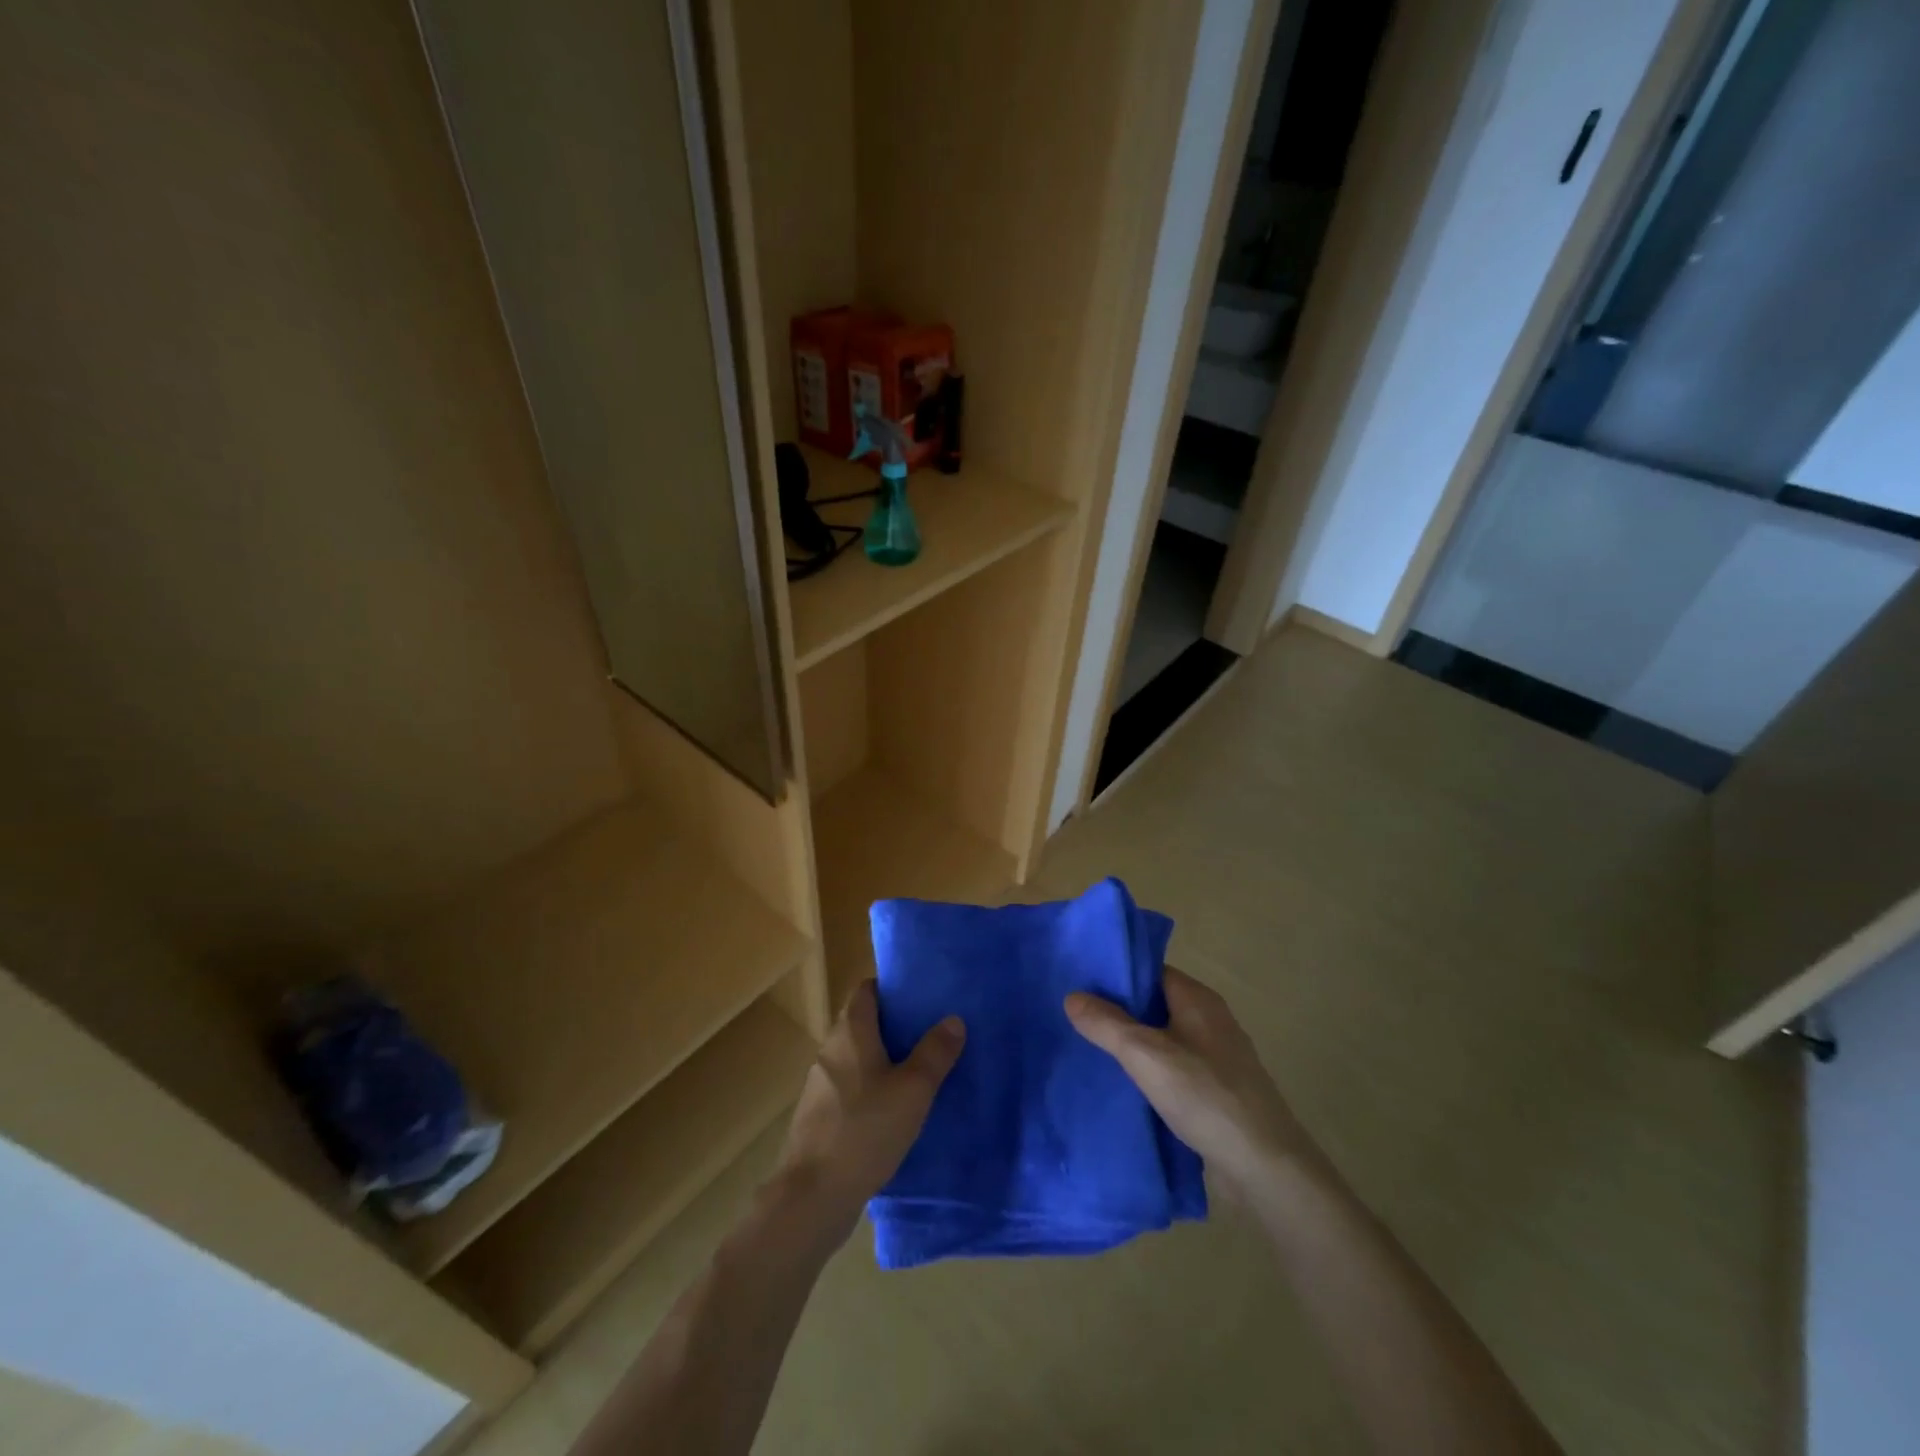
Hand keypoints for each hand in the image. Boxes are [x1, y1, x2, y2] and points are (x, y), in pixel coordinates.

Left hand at [769, 980, 964, 1250]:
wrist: (812, 1196)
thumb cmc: (865, 1130)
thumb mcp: (912, 1090)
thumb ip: (934, 1053)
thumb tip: (953, 1019)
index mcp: (850, 1032)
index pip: (865, 990)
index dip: (890, 987)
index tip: (919, 995)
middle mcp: (830, 1049)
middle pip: (861, 1022)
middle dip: (893, 1025)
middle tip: (928, 1032)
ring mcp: (820, 1084)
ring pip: (856, 1057)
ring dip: (882, 1059)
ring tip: (917, 1070)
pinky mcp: (818, 1116)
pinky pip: (849, 1087)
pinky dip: (870, 1088)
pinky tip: (893, 1111)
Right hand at [1065, 966, 1309, 1198]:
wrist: (1265, 1167)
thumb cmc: (1205, 1096)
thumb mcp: (1145, 1055)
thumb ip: (1107, 1024)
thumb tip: (1072, 996)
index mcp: (1198, 999)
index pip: (1150, 970)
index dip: (1116, 974)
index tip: (1080, 983)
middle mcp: (1210, 1020)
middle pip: (1156, 1003)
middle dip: (1119, 1010)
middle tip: (1077, 1018)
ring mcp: (1218, 1057)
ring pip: (1165, 1038)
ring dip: (1134, 1044)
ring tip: (1092, 1051)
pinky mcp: (1219, 1091)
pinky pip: (1176, 1068)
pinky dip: (1151, 1071)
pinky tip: (1126, 1087)